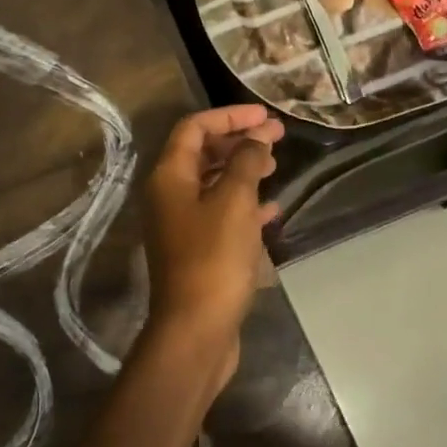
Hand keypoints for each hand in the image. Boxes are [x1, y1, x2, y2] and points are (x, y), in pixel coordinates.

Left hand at [140, 105, 283, 394]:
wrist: (195, 329)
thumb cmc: (213, 259)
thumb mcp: (234, 203)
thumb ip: (245, 163)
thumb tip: (256, 138)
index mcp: (169, 177)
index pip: (194, 128)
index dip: (229, 116)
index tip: (265, 116)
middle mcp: (169, 195)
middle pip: (202, 154)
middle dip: (238, 141)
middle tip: (277, 137)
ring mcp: (181, 224)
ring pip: (212, 184)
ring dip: (243, 171)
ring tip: (276, 166)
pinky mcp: (196, 250)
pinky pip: (221, 215)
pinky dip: (245, 205)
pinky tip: (272, 210)